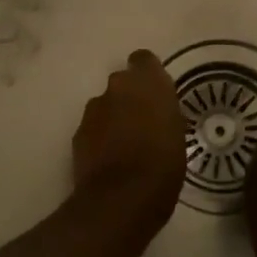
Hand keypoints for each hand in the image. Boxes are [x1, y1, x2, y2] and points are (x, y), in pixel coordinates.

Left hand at [72, 50, 186, 233]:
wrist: (122, 196)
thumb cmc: (164, 163)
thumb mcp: (177, 133)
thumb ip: (165, 112)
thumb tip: (158, 111)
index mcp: (147, 82)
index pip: (143, 59)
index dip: (148, 74)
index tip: (155, 92)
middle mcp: (117, 87)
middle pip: (122, 83)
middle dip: (130, 97)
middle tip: (144, 122)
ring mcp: (94, 109)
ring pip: (105, 105)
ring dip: (113, 117)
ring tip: (126, 145)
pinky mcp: (78, 133)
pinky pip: (93, 127)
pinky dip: (100, 137)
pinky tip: (110, 159)